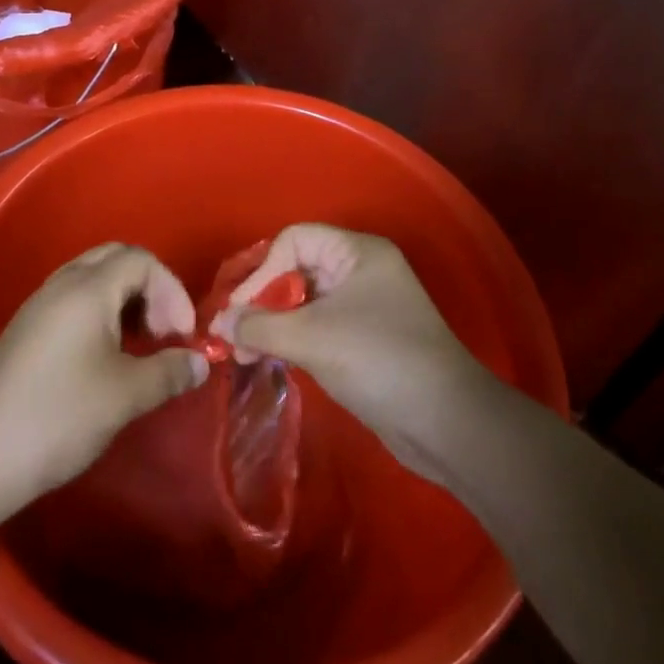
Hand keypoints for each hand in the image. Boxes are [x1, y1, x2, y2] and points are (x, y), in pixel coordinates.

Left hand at [0, 243, 208, 515]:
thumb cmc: (59, 416)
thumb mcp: (125, 395)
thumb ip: (169, 372)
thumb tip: (201, 363)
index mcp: (88, 288)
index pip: (142, 261)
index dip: (172, 291)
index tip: (183, 335)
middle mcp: (62, 284)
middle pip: (117, 259)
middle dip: (150, 288)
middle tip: (164, 331)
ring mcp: (40, 305)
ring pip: (94, 279)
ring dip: (126, 301)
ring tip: (141, 345)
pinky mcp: (27, 330)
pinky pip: (75, 300)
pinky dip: (102, 314)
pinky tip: (107, 357)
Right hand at [212, 223, 495, 482]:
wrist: (445, 423)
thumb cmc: (379, 360)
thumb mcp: (313, 338)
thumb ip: (259, 327)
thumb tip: (217, 324)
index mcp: (357, 252)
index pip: (295, 240)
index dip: (263, 271)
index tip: (241, 312)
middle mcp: (361, 270)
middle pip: (297, 268)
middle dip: (263, 300)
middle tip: (235, 337)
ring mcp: (365, 305)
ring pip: (305, 300)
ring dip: (274, 323)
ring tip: (245, 354)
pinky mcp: (364, 338)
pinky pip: (318, 325)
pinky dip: (292, 339)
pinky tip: (272, 359)